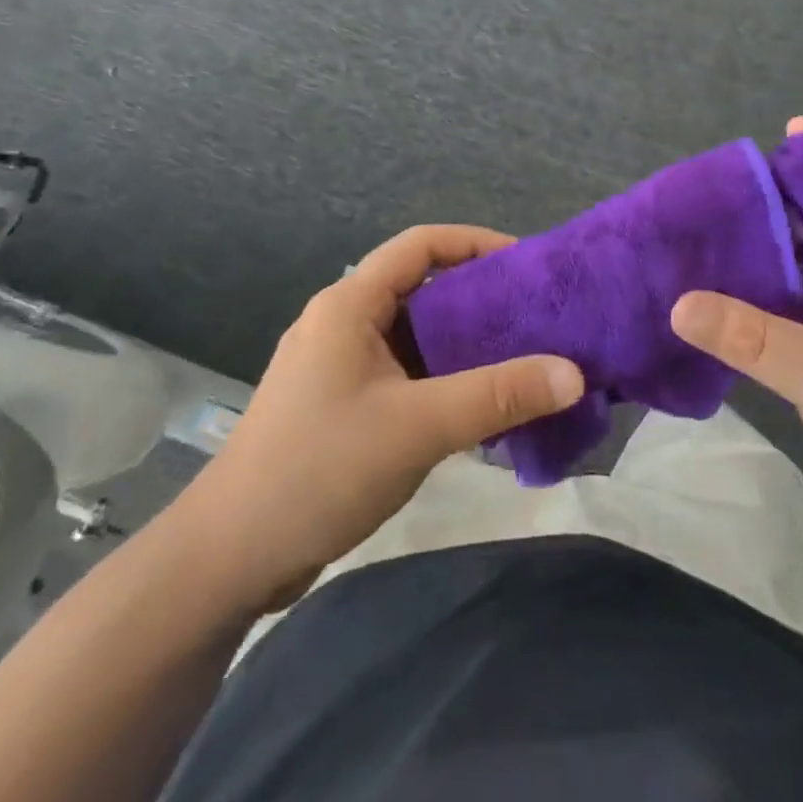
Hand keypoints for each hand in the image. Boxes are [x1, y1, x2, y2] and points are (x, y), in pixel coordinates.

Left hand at [187, 225, 584, 604]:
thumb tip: (574, 373)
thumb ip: (498, 396)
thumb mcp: (418, 426)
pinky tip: (480, 408)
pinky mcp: (342, 405)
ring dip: (465, 345)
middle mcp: (343, 323)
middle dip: (480, 298)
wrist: (229, 558)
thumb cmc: (319, 470)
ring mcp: (340, 366)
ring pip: (415, 336)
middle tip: (536, 318)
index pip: (421, 244)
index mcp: (350, 304)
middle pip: (422, 288)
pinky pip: (405, 374)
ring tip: (521, 360)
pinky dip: (444, 380)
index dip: (476, 243)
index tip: (527, 265)